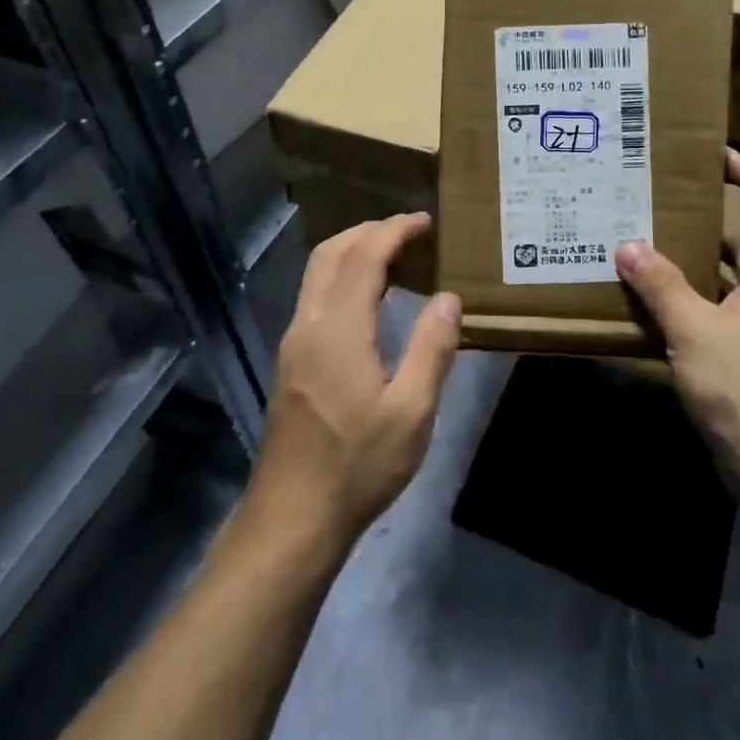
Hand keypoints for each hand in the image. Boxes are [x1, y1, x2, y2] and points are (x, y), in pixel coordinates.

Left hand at [248, 214, 461, 549]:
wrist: (292, 517)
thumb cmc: (357, 466)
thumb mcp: (411, 412)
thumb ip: (431, 349)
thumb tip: (449, 298)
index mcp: (338, 330)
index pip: (364, 256)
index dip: (394, 231)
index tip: (425, 221)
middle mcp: (309, 324)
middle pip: (331, 253)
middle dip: (369, 231)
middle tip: (409, 232)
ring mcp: (294, 343)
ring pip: (317, 274)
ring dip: (352, 252)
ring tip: (394, 256)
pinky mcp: (291, 361)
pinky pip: (315, 297)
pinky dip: (342, 277)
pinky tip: (368, 300)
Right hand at [617, 151, 739, 488]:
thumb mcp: (695, 333)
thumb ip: (661, 286)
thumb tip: (628, 245)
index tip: (720, 153)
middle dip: (715, 219)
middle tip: (667, 202)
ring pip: (734, 284)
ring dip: (700, 264)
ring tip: (654, 247)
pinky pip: (724, 317)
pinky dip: (696, 304)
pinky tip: (661, 310)